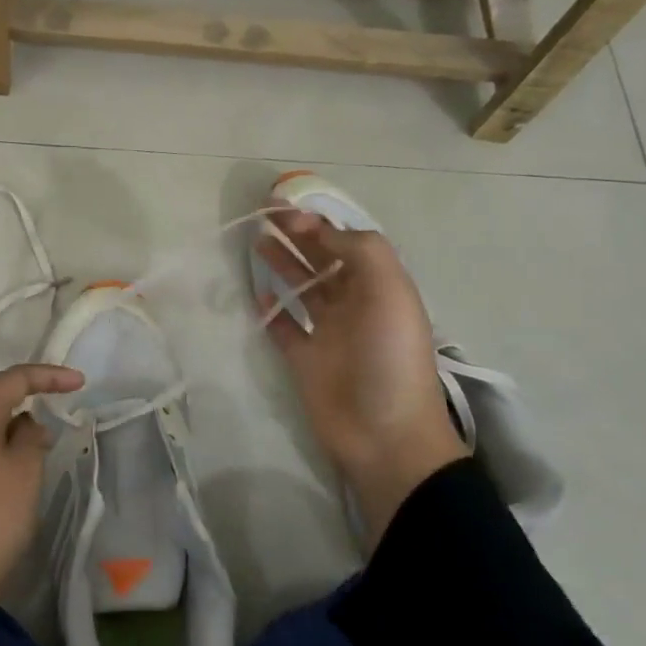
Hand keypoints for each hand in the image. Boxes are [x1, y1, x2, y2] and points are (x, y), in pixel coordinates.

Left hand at [0, 363, 84, 615]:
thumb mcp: (25, 469)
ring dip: (16, 420)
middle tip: (62, 395)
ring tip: (45, 434)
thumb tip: (26, 425)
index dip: (46, 375)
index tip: (79, 382)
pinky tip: (21, 460)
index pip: (10, 380)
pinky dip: (4, 442)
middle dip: (29, 391)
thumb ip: (30, 436)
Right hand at [256, 210, 466, 544]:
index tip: (284, 211)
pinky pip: (284, 328)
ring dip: (282, 265)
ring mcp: (328, 333)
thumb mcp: (390, 291)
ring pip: (302, 289)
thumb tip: (320, 230)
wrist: (384, 434)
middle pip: (322, 261)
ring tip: (257, 243)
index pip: (345, 244)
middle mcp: (354, 305)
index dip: (317, 224)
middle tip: (263, 216)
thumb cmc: (389, 357)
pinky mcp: (304, 360)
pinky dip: (271, 310)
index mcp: (379, 287)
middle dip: (297, 237)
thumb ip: (360, 251)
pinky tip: (256, 294)